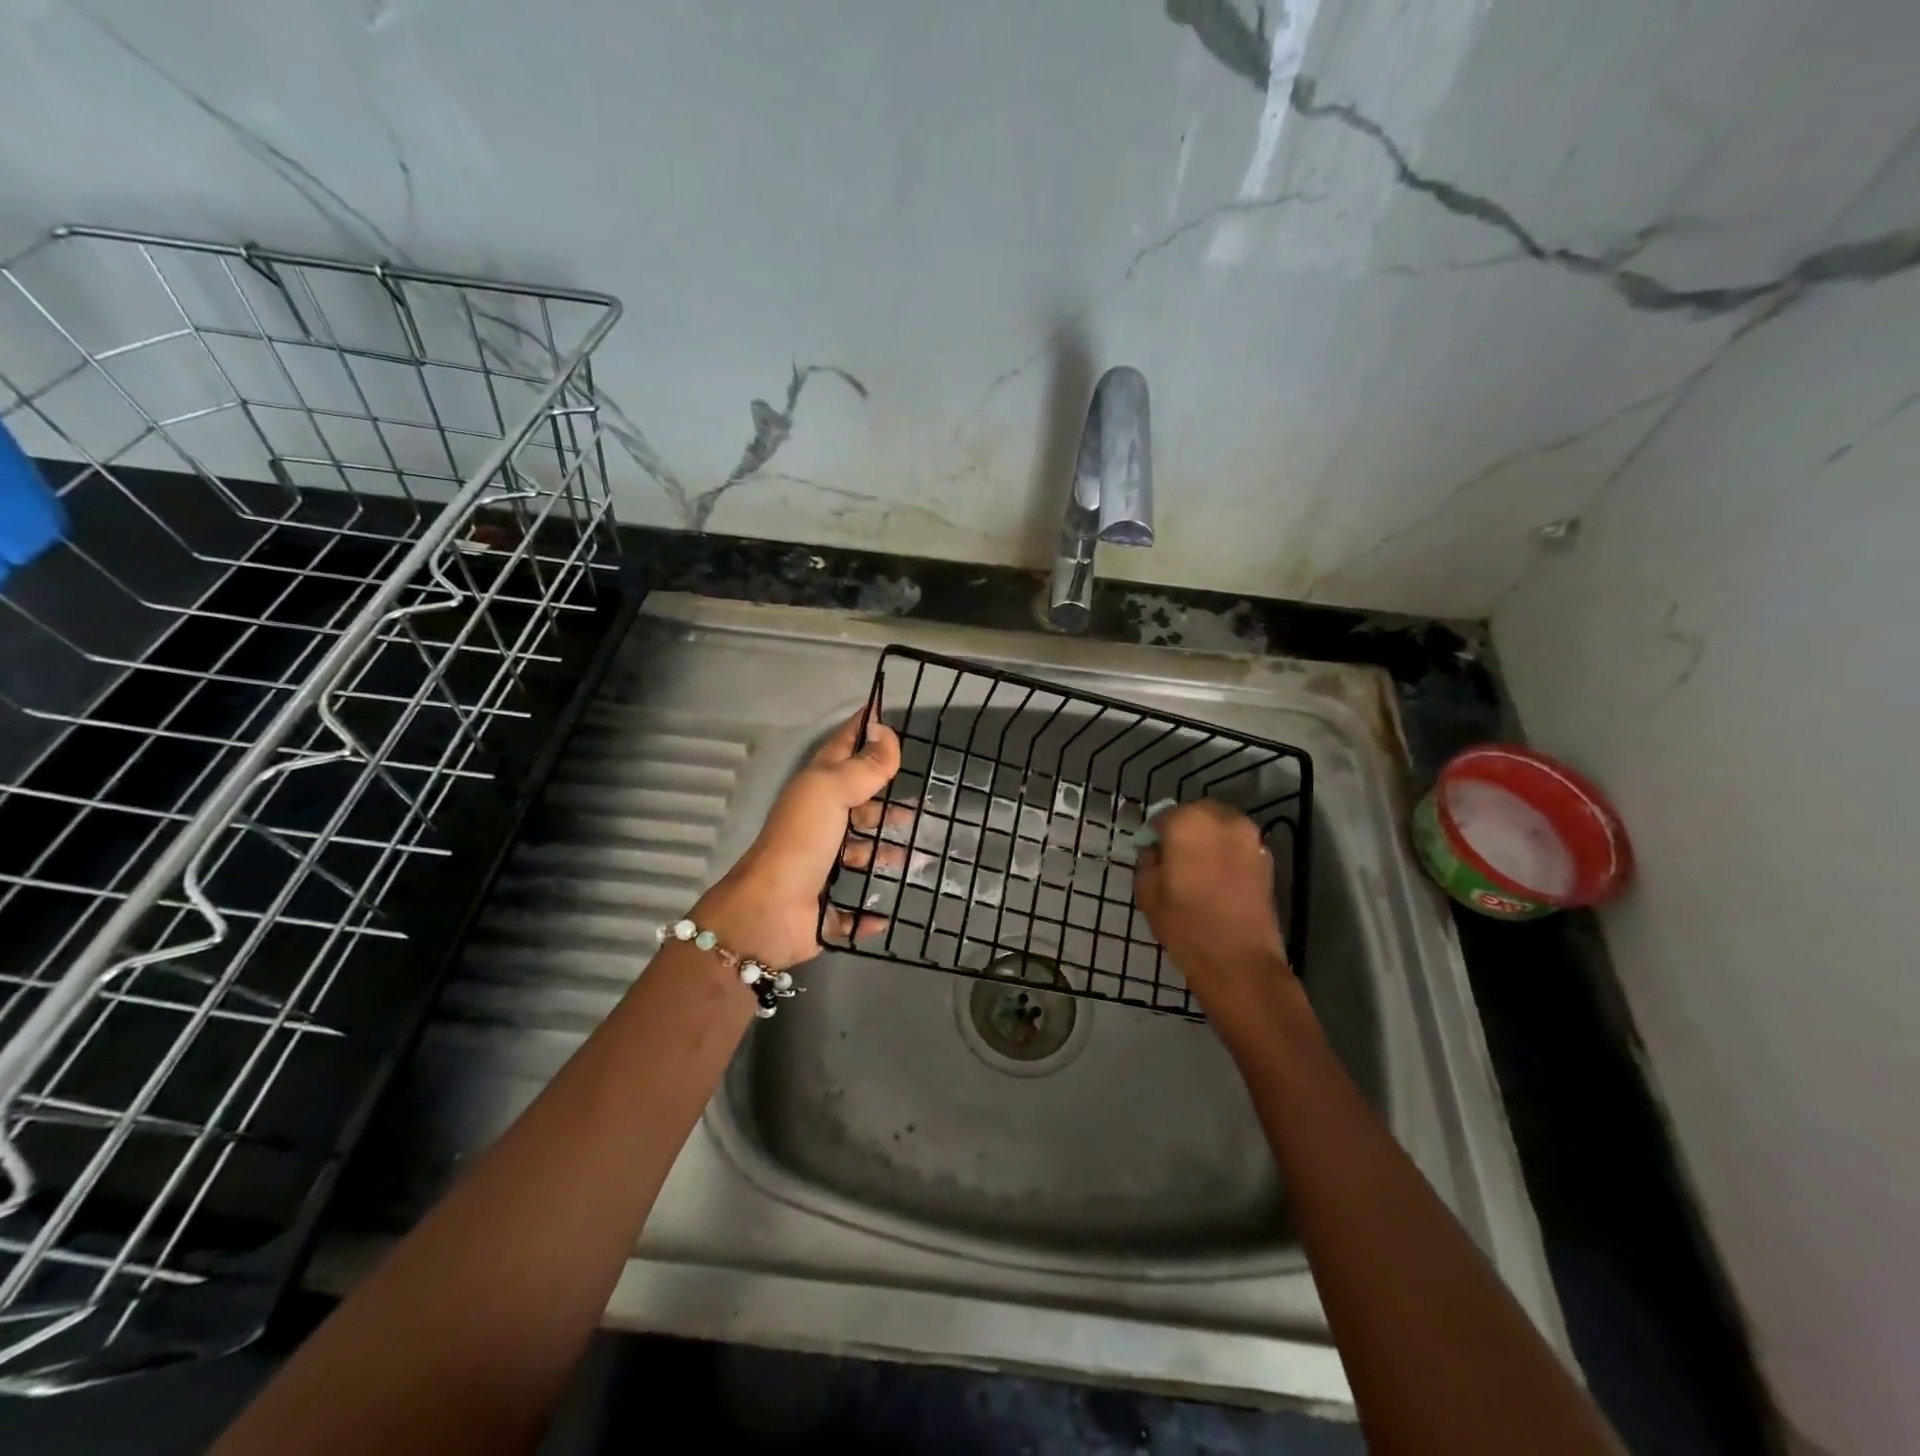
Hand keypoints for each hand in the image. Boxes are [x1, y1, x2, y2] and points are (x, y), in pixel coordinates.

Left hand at [695, 706, 901, 969]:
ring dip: (887, 853)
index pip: (843, 747)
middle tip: (923, 802)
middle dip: (886, 801)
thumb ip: (863, 765)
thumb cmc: (802, 840)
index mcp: (817, 789)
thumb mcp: (832, 791)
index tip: (886, 710)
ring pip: (860, 853)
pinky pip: (855, 908)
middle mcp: (819, 822)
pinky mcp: (826, 905)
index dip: (863, 727)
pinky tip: (889, 910)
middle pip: (857, 803)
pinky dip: (872, 911)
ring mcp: (822, 864)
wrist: (769, 911)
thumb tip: (886, 731)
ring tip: (920, 854)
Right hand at [1134, 800, 1291, 1030]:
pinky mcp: (1266, 860)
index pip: (1163, 816)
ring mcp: (1250, 838)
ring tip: (1197, 870)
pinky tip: (1217, 880)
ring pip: (1220, 827)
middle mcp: (1223, 820)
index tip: (1150, 854)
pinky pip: (1238, 846)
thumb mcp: (1147, 892)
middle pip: (1196, 814)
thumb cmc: (1185, 924)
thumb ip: (1147, 861)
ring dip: (1208, 840)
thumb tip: (1156, 852)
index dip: (1154, 834)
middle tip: (1173, 858)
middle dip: (1184, 829)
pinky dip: (1226, 854)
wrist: (1239, 961)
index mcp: (1189, 822)